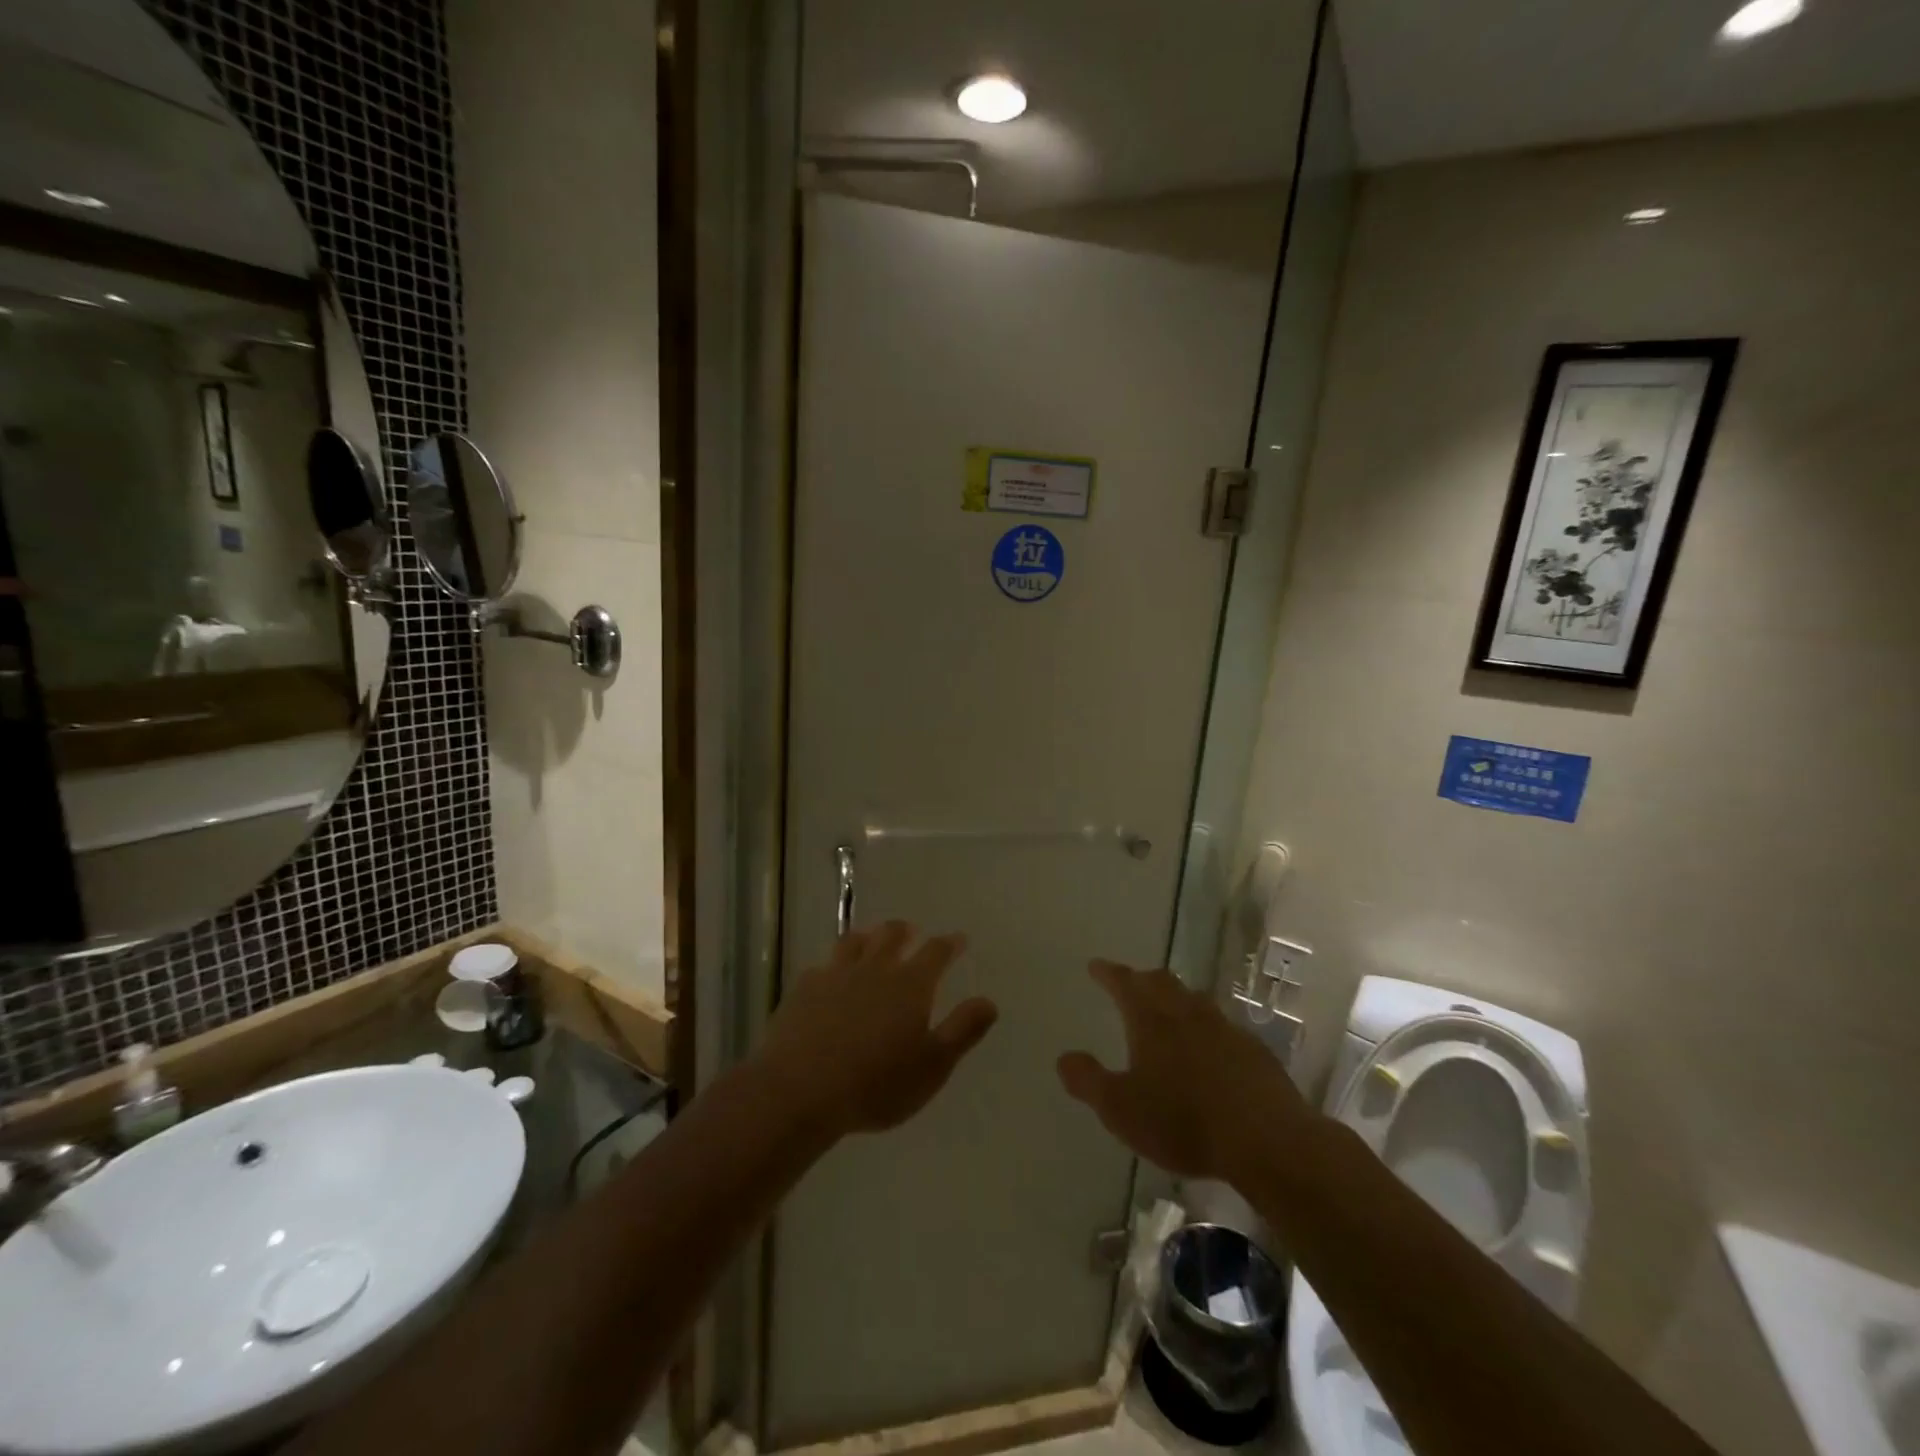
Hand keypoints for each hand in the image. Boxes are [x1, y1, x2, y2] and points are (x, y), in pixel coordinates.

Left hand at [761, 922, 998, 1139]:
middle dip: (905, 931)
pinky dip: (832, 967)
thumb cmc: (876, 1084)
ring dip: (868, 938)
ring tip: (871, 941)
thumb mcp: (933, 1066)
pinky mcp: (803, 990)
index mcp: (910, 985)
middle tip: (911, 931)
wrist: (799, 1091)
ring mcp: (835, 975)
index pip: (935, 952)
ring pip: (854, 943)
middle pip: (891, 936)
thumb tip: (989, 1001)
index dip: (949, 944)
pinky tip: (829, 977)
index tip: (958, 940)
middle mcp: (874, 969)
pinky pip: (822, 967)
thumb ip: (962, 1030)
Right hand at [1058, 960, 1313, 1181]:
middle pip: (1162, 982)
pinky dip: (1208, 1030)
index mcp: (1151, 1019)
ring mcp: (1225, 1029)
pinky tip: (1211, 1050)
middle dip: (1143, 979)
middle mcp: (1187, 1013)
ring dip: (1178, 1000)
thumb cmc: (1182, 1121)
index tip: (1096, 966)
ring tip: (1169, 1011)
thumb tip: (1064, 1057)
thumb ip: (1088, 1081)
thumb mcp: (1120, 1109)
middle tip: (1131, 983)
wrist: (1266, 1141)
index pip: (1124, 983)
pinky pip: (1224, 1029)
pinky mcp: (1254, 1052)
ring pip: (1195, 1001)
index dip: (1108, 973)